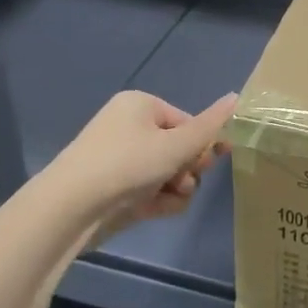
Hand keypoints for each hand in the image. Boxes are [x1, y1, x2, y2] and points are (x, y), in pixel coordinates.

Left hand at [50, 90, 237, 245]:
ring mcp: (119, 159)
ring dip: (175, 189)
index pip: (187, 122)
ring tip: (166, 199)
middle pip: (178, 148)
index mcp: (141, 105)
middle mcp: (129, 127)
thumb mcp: (176, 145)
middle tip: (184, 181)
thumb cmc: (127, 165)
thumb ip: (211, 126)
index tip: (206, 162)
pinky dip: (157, 200)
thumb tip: (237, 96)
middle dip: (187, 169)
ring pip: (167, 173)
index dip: (201, 144)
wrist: (70, 208)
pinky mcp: (113, 187)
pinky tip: (154, 210)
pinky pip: (148, 190)